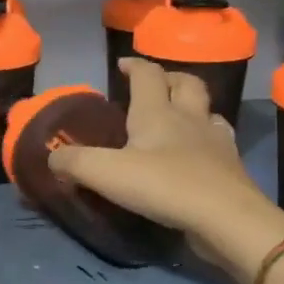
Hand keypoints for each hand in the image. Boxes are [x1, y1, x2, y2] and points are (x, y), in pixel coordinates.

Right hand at [47, 59, 283, 282]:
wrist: (226, 219)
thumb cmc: (164, 186)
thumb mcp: (106, 173)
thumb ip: (73, 162)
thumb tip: (53, 157)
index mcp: (157, 112)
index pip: (147, 75)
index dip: (134, 66)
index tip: (122, 65)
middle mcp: (189, 118)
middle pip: (186, 84)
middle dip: (169, 78)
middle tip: (155, 85)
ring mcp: (215, 142)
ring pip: (208, 111)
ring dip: (194, 106)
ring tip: (180, 117)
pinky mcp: (231, 169)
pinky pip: (220, 142)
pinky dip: (209, 139)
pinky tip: (201, 152)